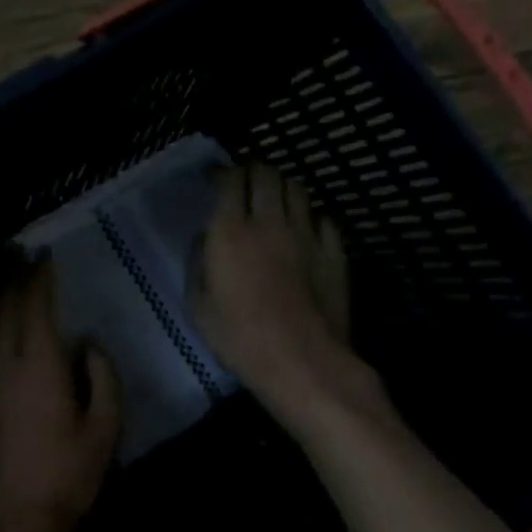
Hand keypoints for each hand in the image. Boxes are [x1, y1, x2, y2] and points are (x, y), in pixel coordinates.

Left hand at [0, 256, 121, 531]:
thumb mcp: (106, 428)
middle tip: (17, 251)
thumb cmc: (69, 474)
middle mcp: (4, 364)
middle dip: (11, 276)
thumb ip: (103, 378)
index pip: (36, 307)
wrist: (18, 520)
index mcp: (40, 365)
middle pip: (4, 308)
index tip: (43, 255)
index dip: (39, 277)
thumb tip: (88, 344)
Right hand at [191, 163, 387, 422]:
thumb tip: (204, 239)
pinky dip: (311, 216)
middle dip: (254, 170)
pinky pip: (324, 219)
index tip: (215, 178)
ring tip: (275, 198)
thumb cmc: (240, 338)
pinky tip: (305, 228)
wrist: (302, 361)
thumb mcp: (198, 306)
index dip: (223, 173)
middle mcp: (270, 222)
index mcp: (231, 232)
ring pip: (298, 189)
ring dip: (282, 187)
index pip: (231, 180)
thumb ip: (197, 264)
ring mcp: (307, 234)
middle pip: (267, 174)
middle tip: (246, 181)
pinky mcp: (334, 251)